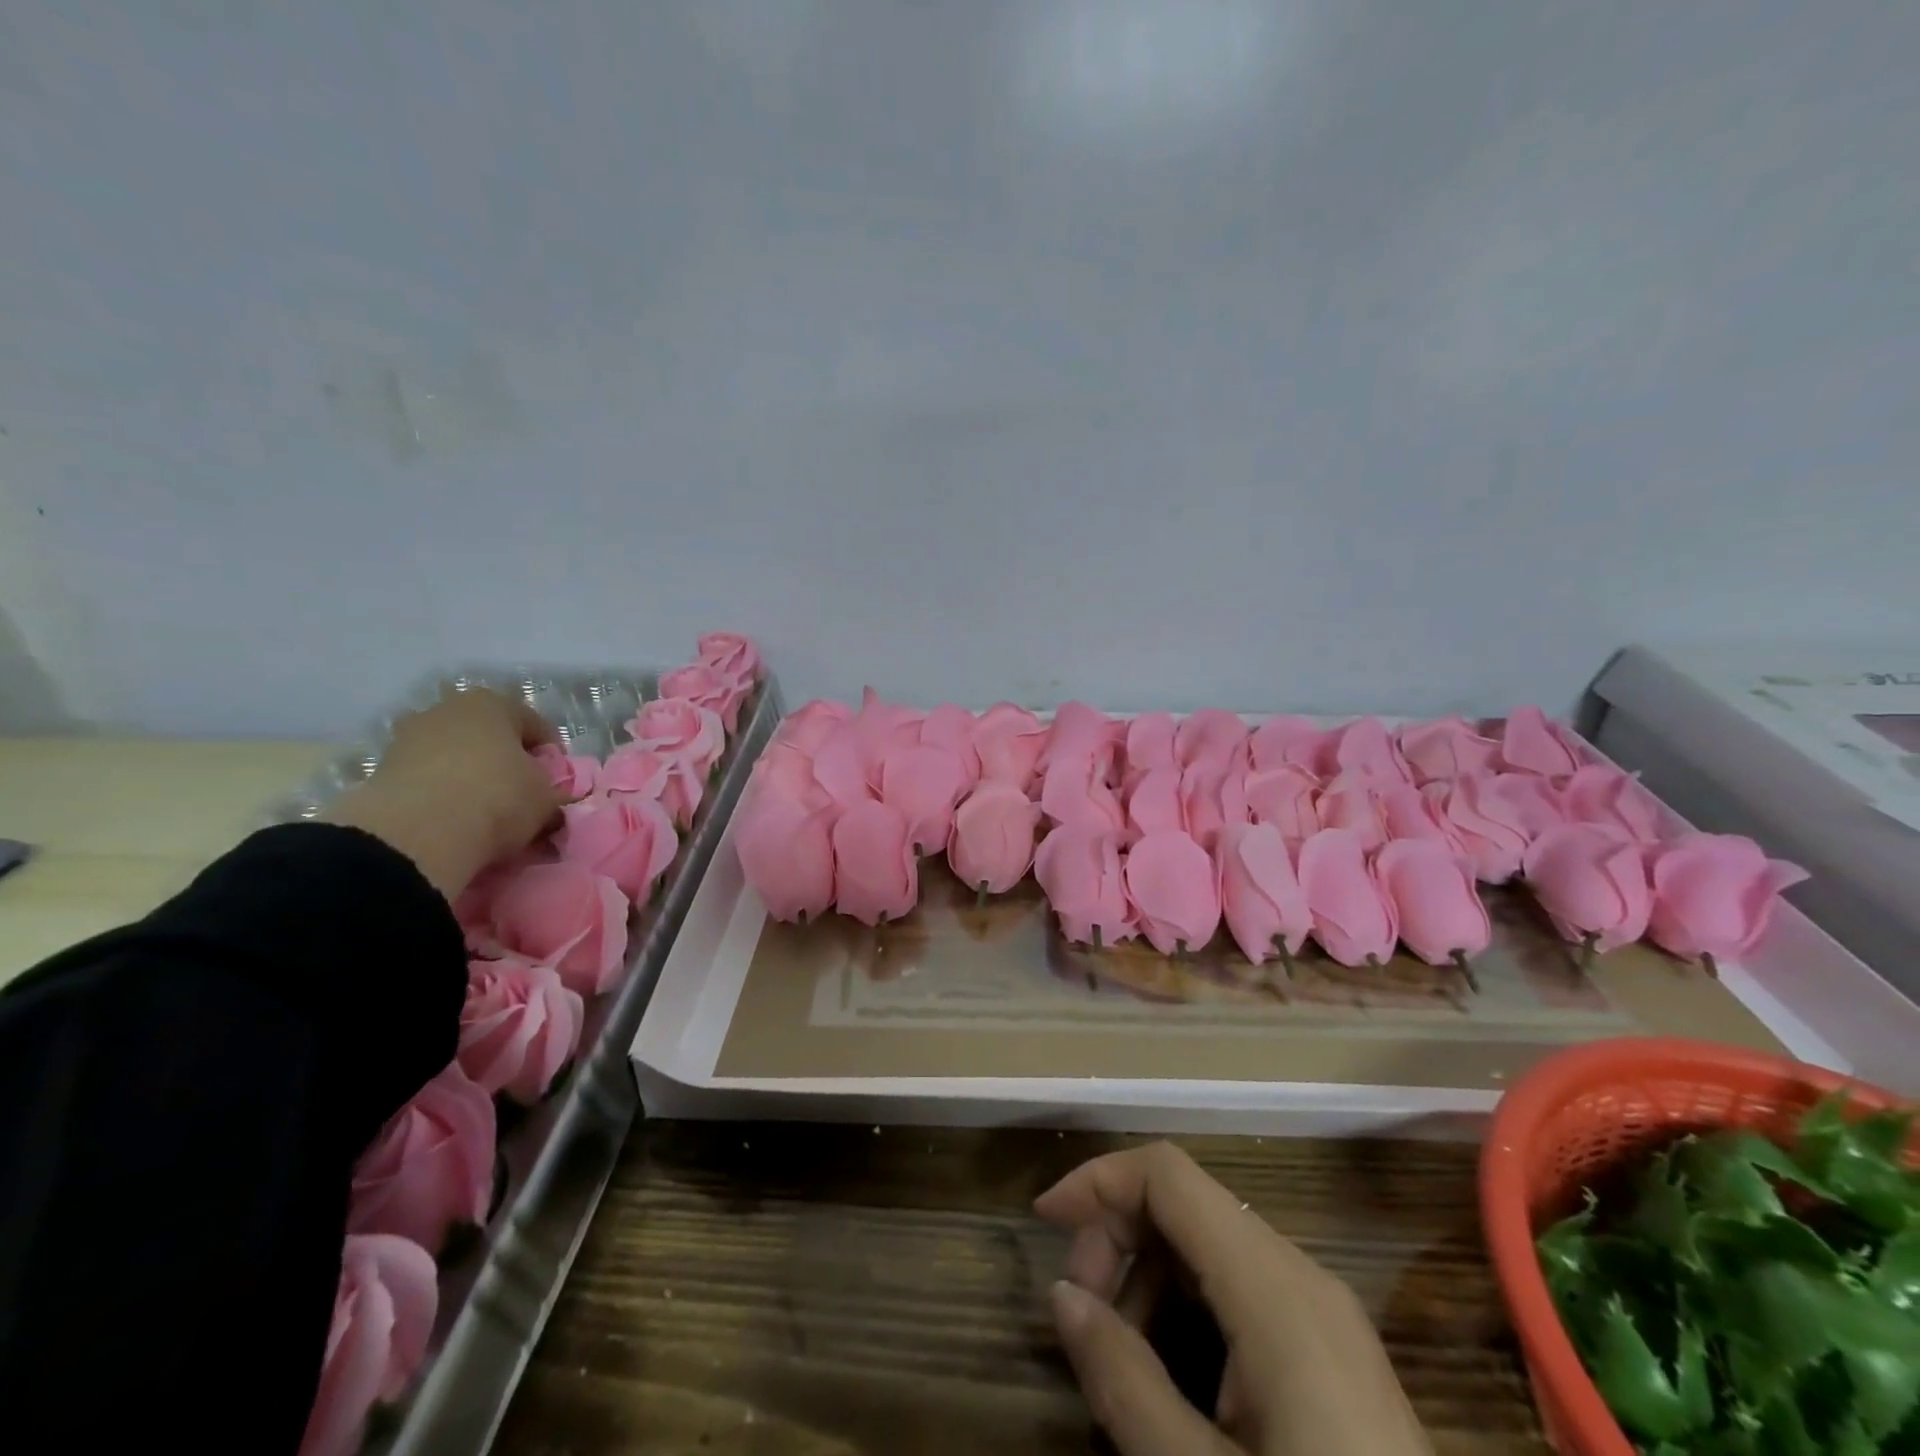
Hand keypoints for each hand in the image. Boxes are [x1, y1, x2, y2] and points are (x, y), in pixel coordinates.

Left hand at [324, 689, 565, 898]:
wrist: (417, 833)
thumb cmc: (498, 798)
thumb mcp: (546, 800)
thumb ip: (554, 795)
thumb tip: (556, 803)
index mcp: (492, 703)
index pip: (536, 725)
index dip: (552, 756)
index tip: (558, 784)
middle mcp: (447, 710)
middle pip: (490, 737)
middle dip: (508, 763)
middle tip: (523, 795)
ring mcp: (409, 737)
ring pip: (456, 757)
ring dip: (473, 778)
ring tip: (487, 813)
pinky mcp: (382, 770)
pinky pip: (428, 779)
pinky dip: (444, 795)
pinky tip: (457, 820)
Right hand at [1035, 1141, 1431, 1455]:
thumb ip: (1123, 1379)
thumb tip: (1063, 1295)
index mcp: (1274, 1285)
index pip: (1168, 1173)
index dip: (1099, 1180)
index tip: (1044, 1225)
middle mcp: (1302, 1274)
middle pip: (1187, 1204)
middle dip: (1119, 1239)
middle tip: (1084, 1317)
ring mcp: (1325, 1312)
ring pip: (1211, 1245)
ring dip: (1149, 1278)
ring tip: (1123, 1360)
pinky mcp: (1333, 1350)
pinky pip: (1242, 1288)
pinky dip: (1188, 1306)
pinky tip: (1174, 1378)